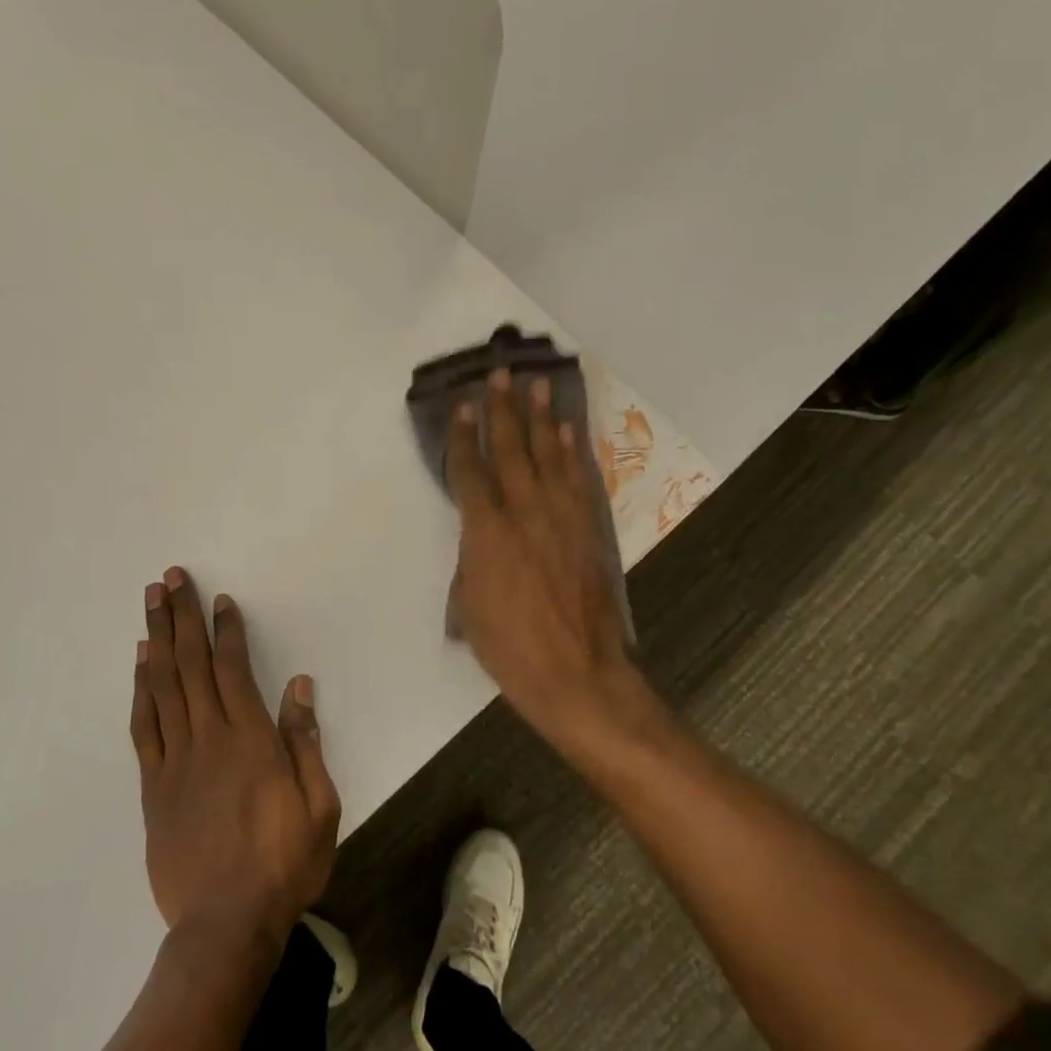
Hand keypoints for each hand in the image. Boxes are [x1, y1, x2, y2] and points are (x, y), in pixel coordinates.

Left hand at [130, 568, 340, 946]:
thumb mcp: (319, 805)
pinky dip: (141, 688)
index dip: (226, 630)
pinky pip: (144, 725)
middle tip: (171, 578)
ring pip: (163, 685)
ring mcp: (176, 759)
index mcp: (251, 739)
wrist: (225, 924)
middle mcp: (209, 737)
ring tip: (151, 602)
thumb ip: (306, 742)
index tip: (219, 600)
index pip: (234, 668)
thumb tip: (299, 686)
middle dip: (181, 616)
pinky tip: (141, 663)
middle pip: (191, 664)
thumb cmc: (283, 863)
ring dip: (157, 638)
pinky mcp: (154, 785)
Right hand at [446, 370, 669, 765]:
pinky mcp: (588, 530)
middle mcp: (524, 514)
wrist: (578, 675)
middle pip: (511, 451)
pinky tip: (568, 433)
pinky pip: (578, 480)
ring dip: (543, 419)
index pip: (470, 473)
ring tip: (539, 387)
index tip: (461, 406)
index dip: (462, 438)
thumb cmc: (511, 648)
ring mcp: (562, 519)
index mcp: (486, 533)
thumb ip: (471, 559)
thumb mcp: (469, 606)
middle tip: (501, 375)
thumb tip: (479, 537)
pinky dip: (572, 452)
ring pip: (549, 457)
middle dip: (504, 411)